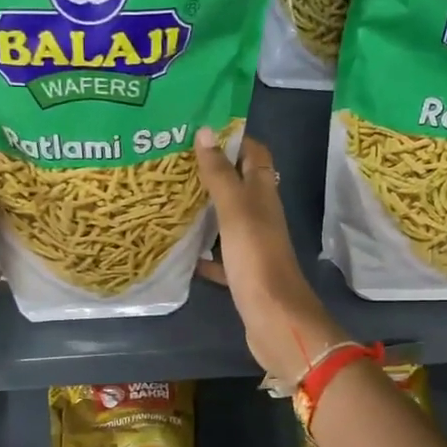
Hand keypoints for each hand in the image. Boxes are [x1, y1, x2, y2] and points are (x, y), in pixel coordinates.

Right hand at [194, 127, 343, 383]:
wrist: (275, 319)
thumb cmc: (257, 257)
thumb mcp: (235, 209)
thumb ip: (219, 173)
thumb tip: (206, 131)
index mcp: (263, 194)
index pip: (254, 154)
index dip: (234, 138)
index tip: (202, 128)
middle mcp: (261, 215)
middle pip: (239, 185)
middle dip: (213, 171)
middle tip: (175, 160)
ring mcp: (253, 245)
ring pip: (227, 219)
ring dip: (205, 209)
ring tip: (171, 197)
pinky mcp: (243, 273)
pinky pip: (220, 256)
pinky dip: (203, 252)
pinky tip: (181, 250)